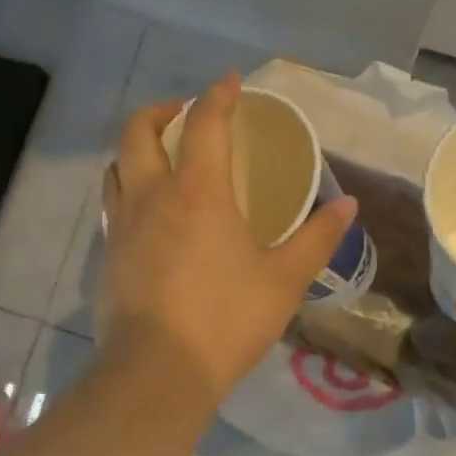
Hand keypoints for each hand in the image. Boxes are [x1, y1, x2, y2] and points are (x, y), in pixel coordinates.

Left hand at [97, 74, 357, 404]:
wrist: (157, 372)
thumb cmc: (226, 320)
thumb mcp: (284, 280)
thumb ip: (317, 238)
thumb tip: (348, 206)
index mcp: (198, 191)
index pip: (206, 123)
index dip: (219, 95)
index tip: (231, 83)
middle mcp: (151, 196)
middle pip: (139, 130)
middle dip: (161, 111)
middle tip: (185, 115)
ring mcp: (122, 225)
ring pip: (117, 165)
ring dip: (137, 149)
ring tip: (162, 159)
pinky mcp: (107, 255)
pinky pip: (113, 204)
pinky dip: (128, 189)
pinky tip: (149, 214)